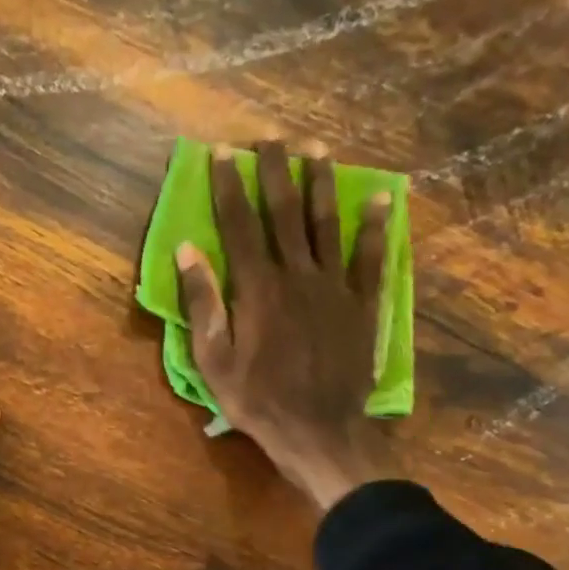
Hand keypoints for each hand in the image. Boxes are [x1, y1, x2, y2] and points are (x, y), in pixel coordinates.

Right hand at [176, 141, 389, 511]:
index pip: (239, 225)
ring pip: (327, 224)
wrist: (319, 431)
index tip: (223, 153)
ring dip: (321, 184)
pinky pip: (371, 258)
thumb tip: (188, 250)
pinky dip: (376, 227)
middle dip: (275, 172)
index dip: (229, 186)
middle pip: (285, 213)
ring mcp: (335, 287)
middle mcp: (297, 275)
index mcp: (257, 288)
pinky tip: (380, 198)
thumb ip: (202, 302)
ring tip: (317, 149)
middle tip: (270, 138)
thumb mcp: (213, 359)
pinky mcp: (362, 304)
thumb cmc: (257, 399)